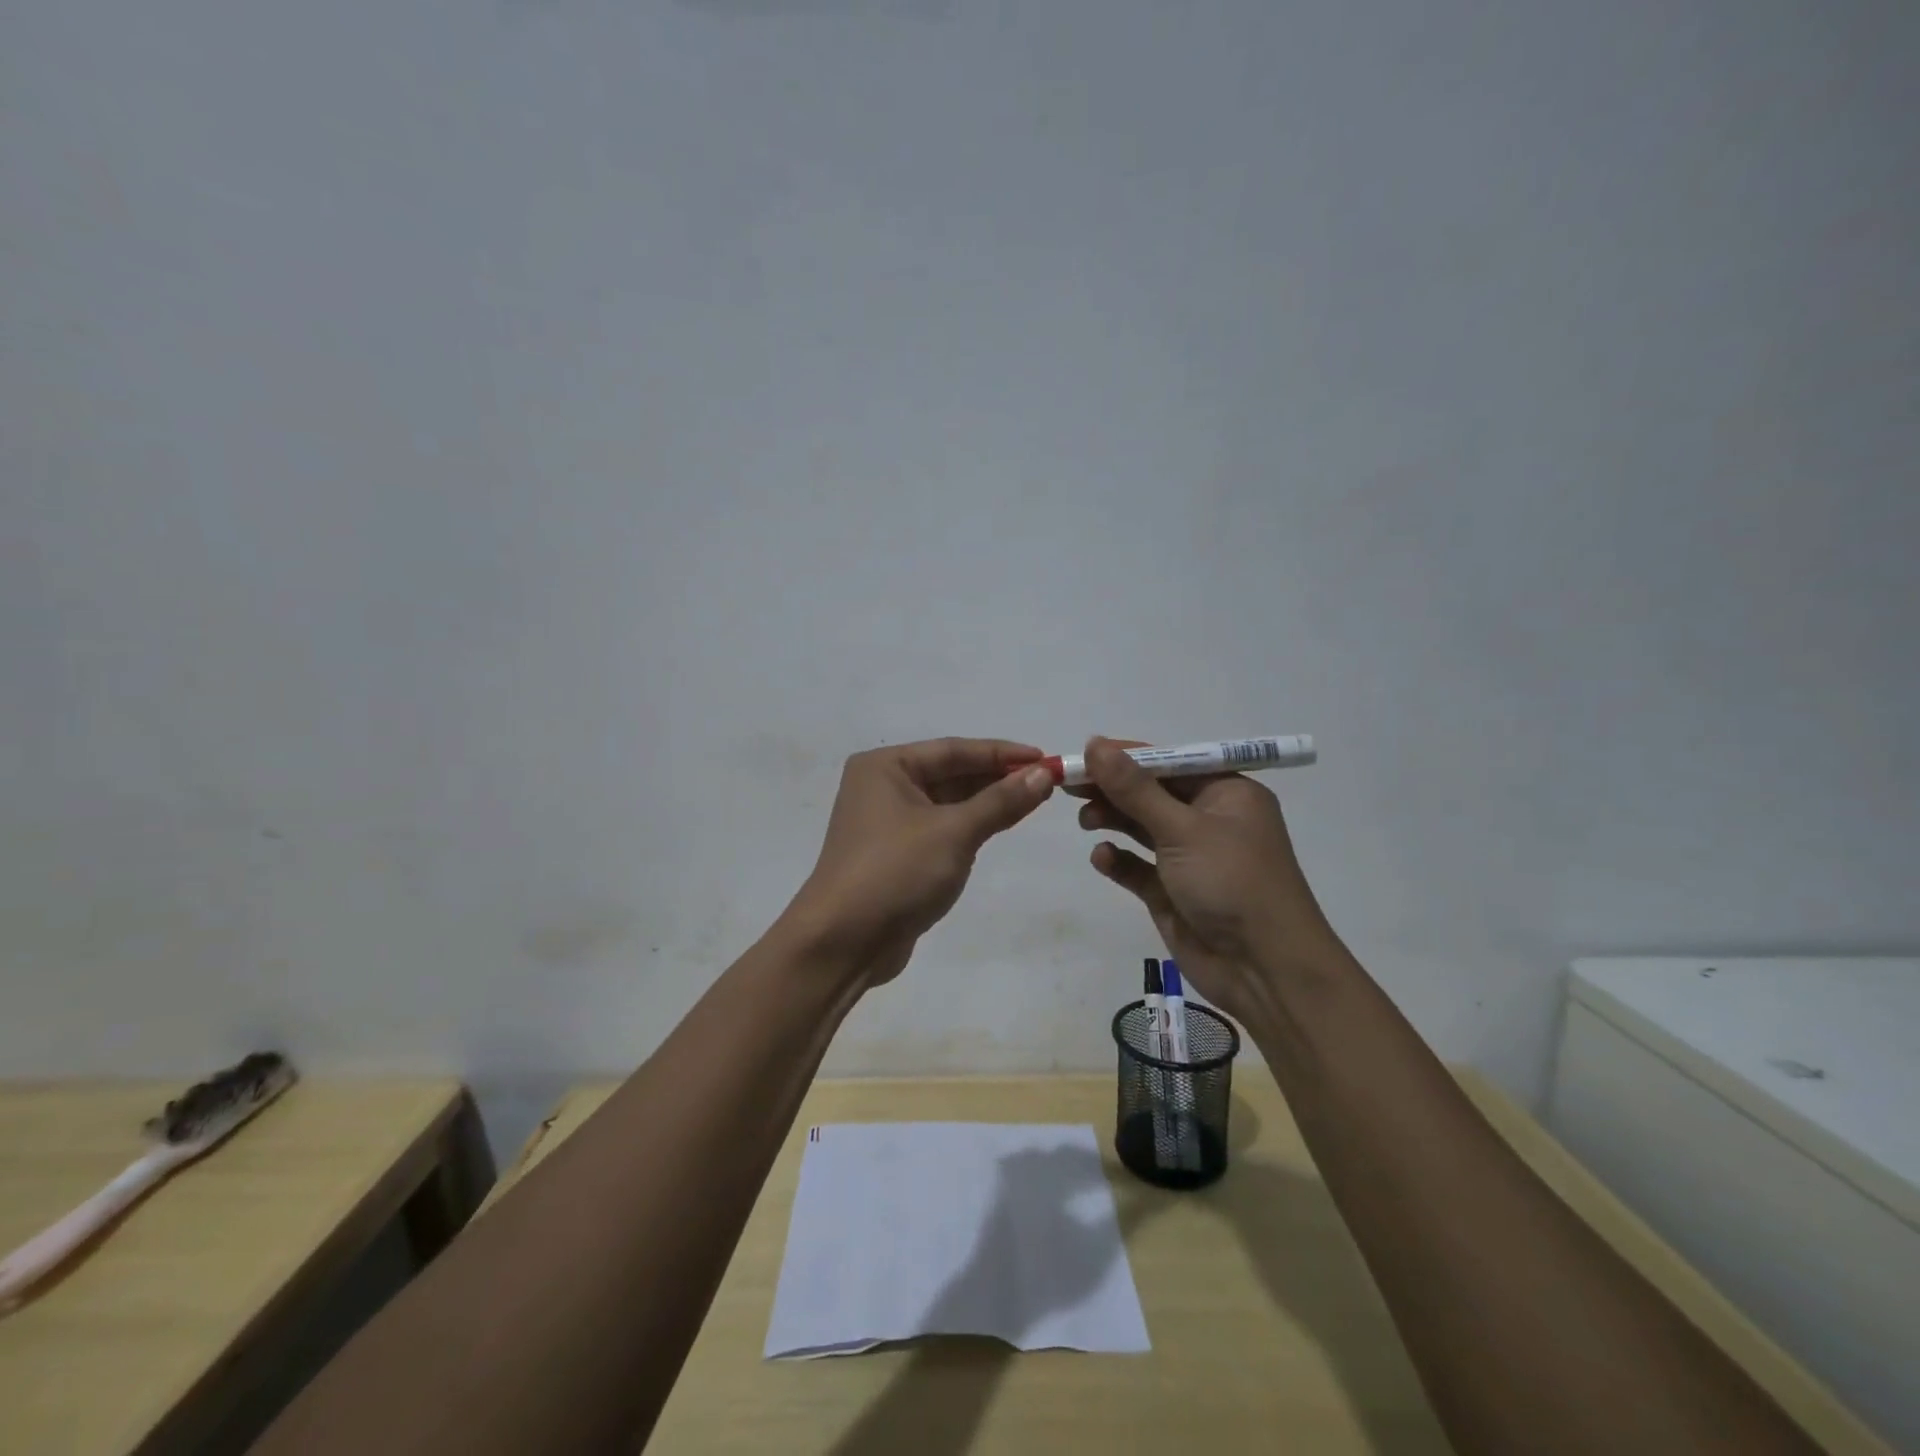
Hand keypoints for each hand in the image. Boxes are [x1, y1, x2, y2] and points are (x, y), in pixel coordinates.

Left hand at [785, 738, 1055, 985]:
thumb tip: (1043, 773)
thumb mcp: (954, 832)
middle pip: (949, 773)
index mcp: (885, 767)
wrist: (843, 942)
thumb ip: (1000, 801)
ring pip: (947, 802)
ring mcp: (887, 822)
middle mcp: (882, 786)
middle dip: (996, 777)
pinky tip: (1001, 824)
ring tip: (1033, 799)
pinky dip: (970, 825)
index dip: (1001, 753)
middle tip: (1045, 781)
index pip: (953, 750)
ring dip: (986, 801)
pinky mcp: (895, 854)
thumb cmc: (896, 872)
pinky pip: (941, 828)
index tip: (1044, 758)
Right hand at [1073, 737, 1342, 1023]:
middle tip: (1068, 786)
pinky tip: (1102, 858)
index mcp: (1226, 793)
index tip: (1082, 754)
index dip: (1124, 756)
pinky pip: (1138, 867)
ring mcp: (1190, 858)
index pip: (1168, 762)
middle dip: (1112, 788)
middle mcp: (1209, 820)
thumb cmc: (1232, 882)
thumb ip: (1134, 789)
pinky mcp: (1172, 892)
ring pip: (1142, 827)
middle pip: (1150, 793)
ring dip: (1112, 819)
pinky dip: (1119, 860)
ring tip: (1084, 821)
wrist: (1264, 971)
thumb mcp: (1182, 829)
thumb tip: (1094, 743)